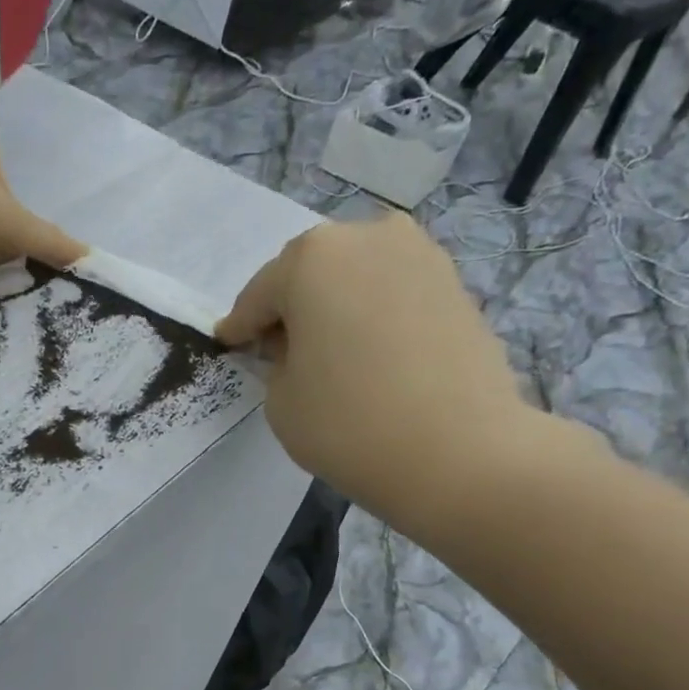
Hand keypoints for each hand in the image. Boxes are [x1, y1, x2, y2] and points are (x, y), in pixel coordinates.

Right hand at [216, 215, 539, 539]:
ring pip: (355, 277)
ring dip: (334, 307)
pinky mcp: (454, 283)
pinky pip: (392, 292)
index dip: (241, 327)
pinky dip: (372, 315)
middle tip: (279, 350)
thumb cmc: (349, 424)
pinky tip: (369, 354)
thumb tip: (298, 348)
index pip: (259, 295)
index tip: (229, 344)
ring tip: (328, 353)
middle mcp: (367, 237)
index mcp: (310, 259)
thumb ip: (276, 362)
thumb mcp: (280, 399)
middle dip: (290, 308)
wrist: (459, 452)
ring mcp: (420, 255)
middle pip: (309, 273)